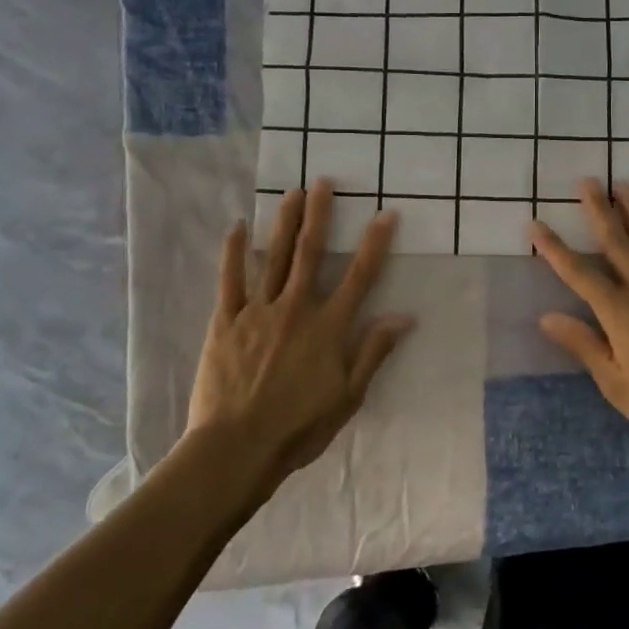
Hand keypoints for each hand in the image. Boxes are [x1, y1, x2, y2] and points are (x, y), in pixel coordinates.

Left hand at [185, 180, 414, 493]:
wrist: (237, 447)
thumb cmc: (299, 428)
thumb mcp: (348, 397)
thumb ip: (373, 352)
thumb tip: (403, 317)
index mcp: (328, 328)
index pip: (359, 276)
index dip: (375, 243)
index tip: (385, 214)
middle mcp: (295, 309)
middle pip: (310, 253)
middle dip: (319, 215)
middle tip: (323, 182)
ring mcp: (257, 312)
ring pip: (273, 258)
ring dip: (284, 223)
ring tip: (291, 193)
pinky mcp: (225, 322)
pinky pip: (229, 280)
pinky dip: (233, 252)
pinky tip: (237, 227)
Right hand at [529, 179, 628, 452]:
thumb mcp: (617, 385)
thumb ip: (584, 346)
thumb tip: (547, 317)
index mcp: (620, 314)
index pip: (579, 275)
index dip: (554, 249)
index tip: (535, 224)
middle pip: (618, 245)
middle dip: (599, 212)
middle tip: (587, 181)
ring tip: (623, 184)